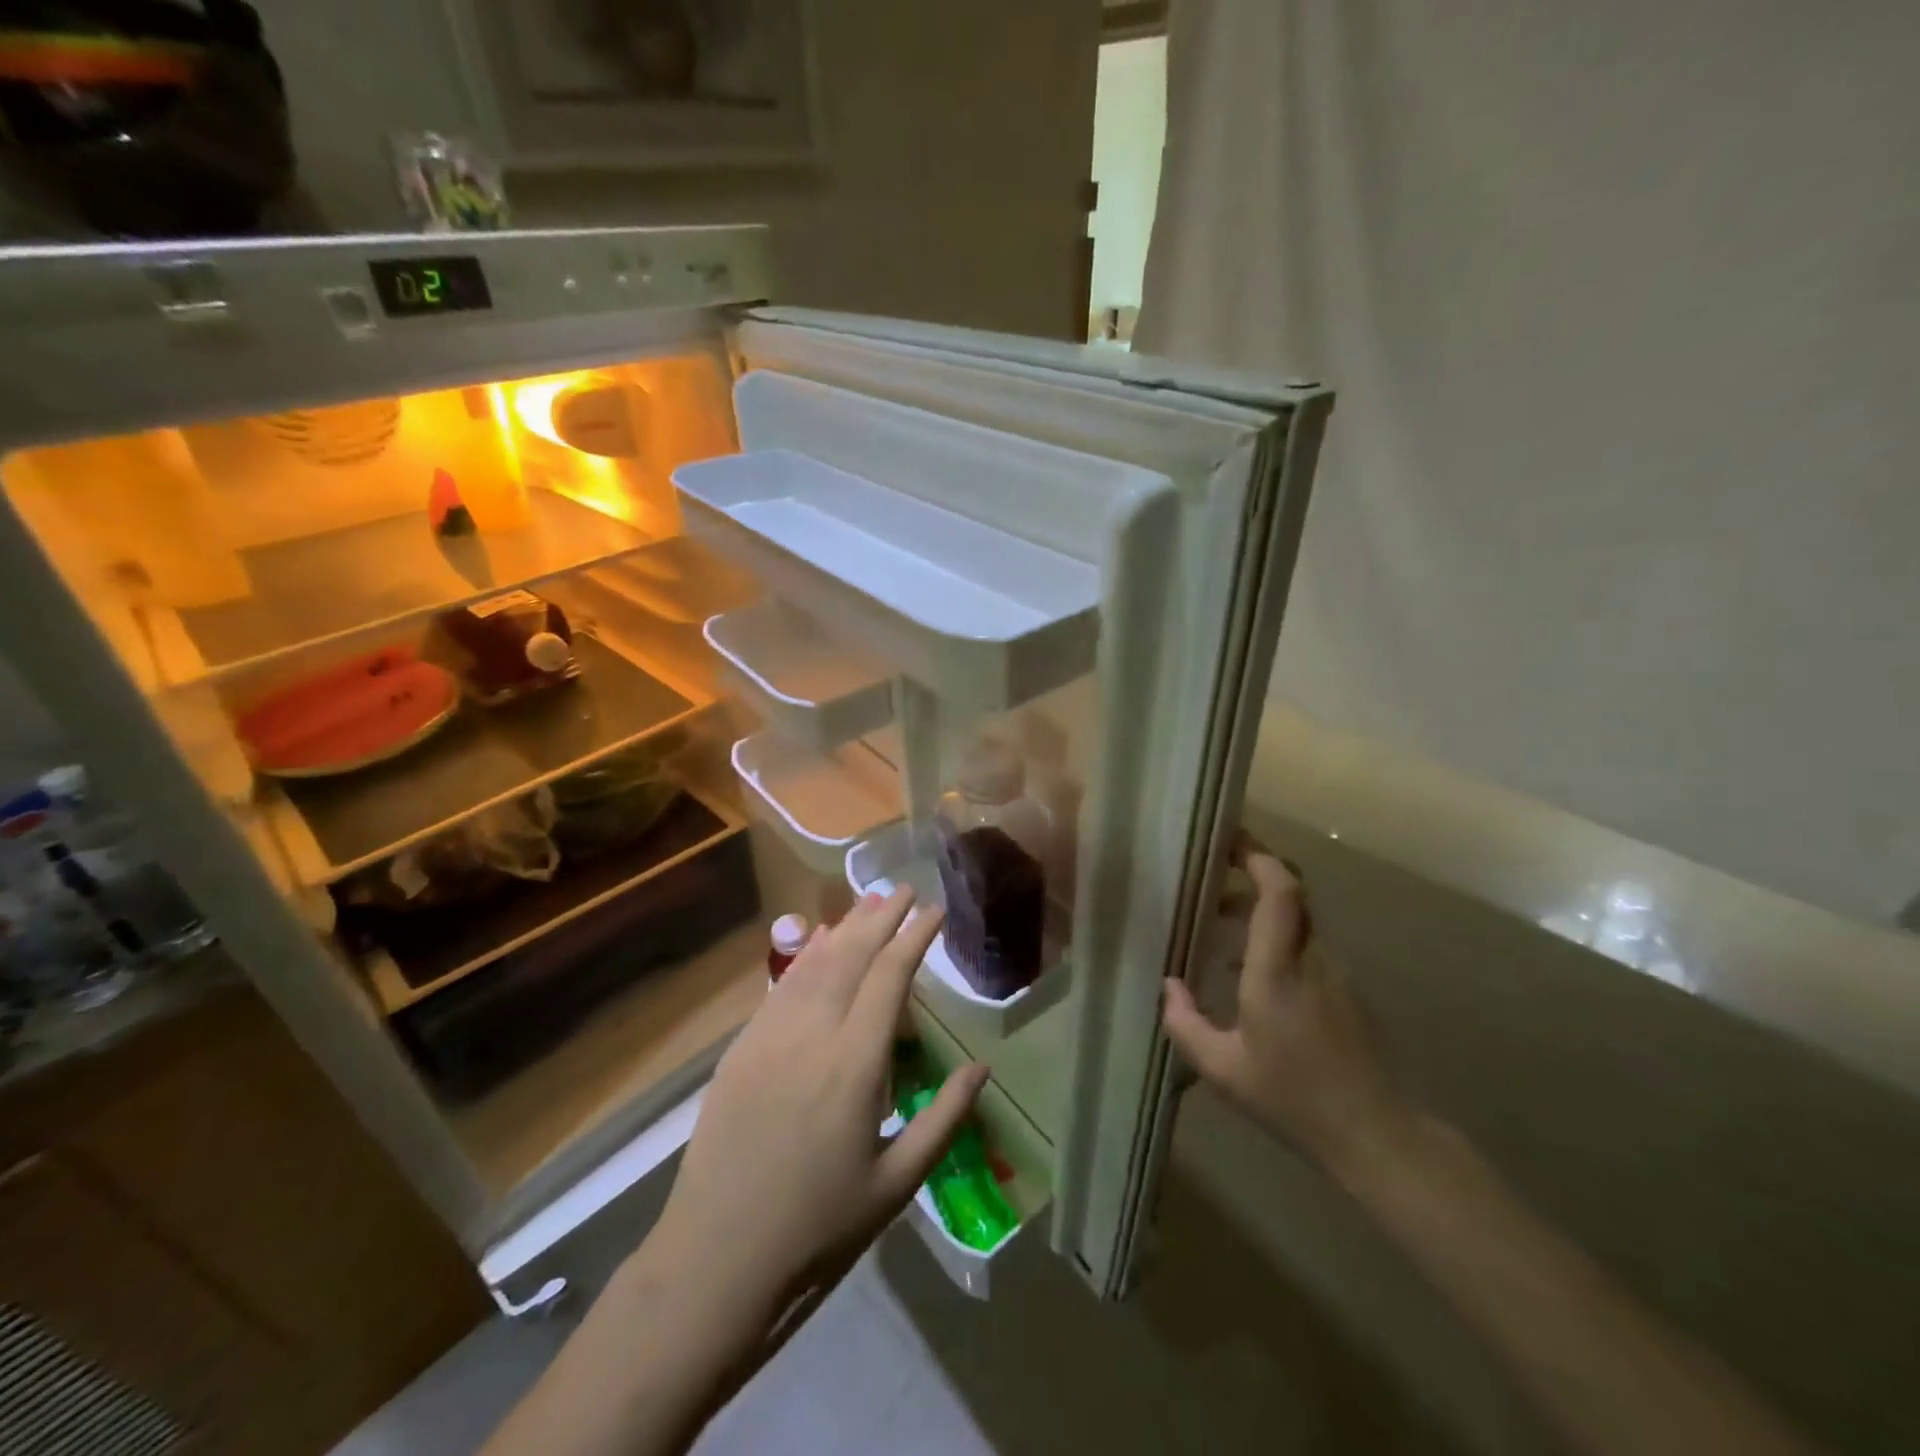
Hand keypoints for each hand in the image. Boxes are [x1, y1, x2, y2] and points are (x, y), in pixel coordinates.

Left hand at [645, 888, 988, 1340]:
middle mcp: (812, 1035)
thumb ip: (945, 1120)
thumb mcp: (896, 1185)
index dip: (914, 937)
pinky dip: (806, 957)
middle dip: (881, 917)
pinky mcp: (740, 1050)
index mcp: (855, 1064)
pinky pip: (780, 987)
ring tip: (868, 904)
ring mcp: (769, 1037)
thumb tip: (982, 1068)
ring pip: (813, 964)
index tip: (934, 910)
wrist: (715, 1262)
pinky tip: (818, 946)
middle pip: (851, 956)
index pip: (890, 977)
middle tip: (904, 889)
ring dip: (844, 929)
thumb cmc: (818, 1230)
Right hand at [1162, 837, 1411, 1173]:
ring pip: (1298, 919)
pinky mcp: (1345, 991)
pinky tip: (1248, 972)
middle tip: (1213, 875)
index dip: (1258, 857)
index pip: (1280, 892)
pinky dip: (1275, 938)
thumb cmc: (1292, 1097)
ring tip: (1220, 923)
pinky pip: (1306, 945)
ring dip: (1260, 909)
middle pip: (1291, 894)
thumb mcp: (1222, 1069)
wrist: (1375, 1134)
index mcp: (1278, 969)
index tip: (1228, 841)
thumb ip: (1185, 1023)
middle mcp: (1311, 959)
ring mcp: (1335, 973)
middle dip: (1252, 874)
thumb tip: (1169, 986)